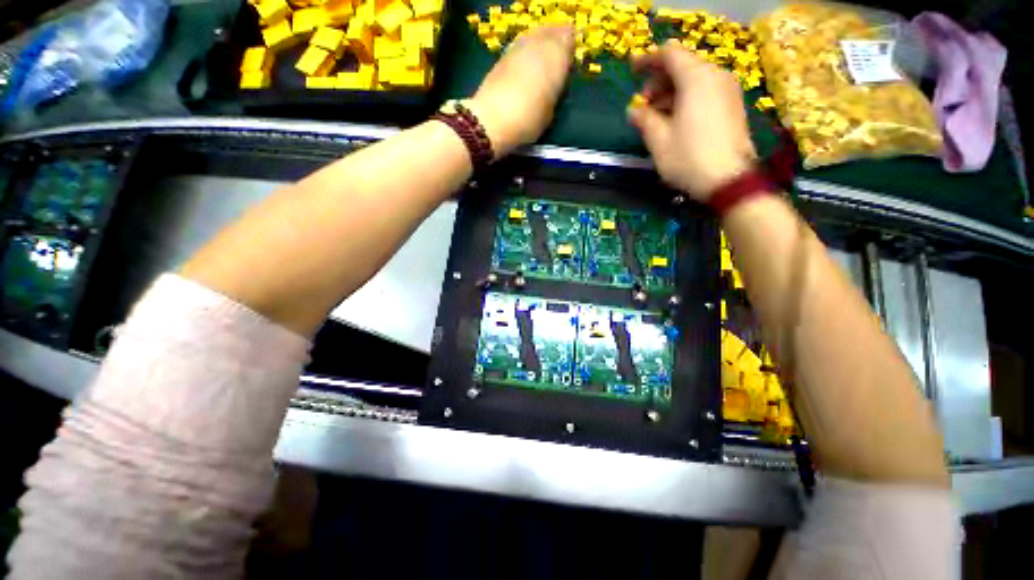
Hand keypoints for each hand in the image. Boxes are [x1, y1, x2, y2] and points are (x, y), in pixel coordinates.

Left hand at [467, 25, 574, 157]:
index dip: (569, 50)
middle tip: (555, 64)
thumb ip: (555, 90)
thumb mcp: (550, 112)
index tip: (568, 65)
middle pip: (551, 33)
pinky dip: (524, 57)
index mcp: (556, 56)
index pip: (569, 38)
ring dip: (538, 49)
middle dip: (554, 45)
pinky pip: (519, 49)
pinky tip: (523, 73)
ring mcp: (518, 48)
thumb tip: (553, 84)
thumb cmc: (528, 119)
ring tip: (539, 69)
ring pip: (534, 38)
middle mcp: (538, 44)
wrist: (492, 120)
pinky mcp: (502, 57)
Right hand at [628, 41, 757, 200]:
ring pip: (695, 79)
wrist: (729, 180)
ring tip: (656, 116)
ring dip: (672, 91)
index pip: (670, 54)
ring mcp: (728, 90)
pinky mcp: (733, 105)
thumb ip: (644, 119)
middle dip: (659, 80)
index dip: (648, 59)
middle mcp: (716, 76)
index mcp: (696, 78)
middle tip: (644, 104)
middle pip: (683, 65)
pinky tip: (675, 120)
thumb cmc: (689, 158)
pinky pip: (705, 91)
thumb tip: (634, 111)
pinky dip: (687, 98)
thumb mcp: (659, 140)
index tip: (632, 70)